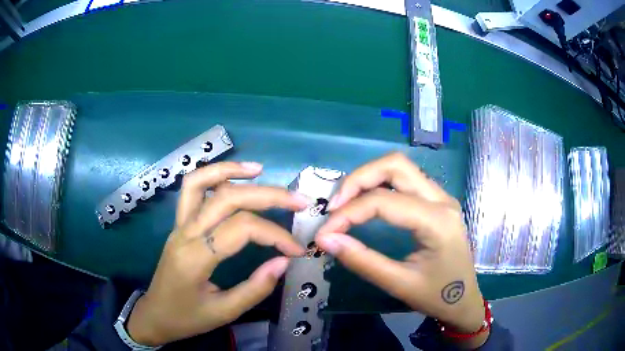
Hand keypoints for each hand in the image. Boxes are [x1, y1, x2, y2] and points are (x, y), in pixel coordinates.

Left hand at [127, 162, 307, 345]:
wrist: (155, 315)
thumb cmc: (186, 318)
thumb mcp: (224, 313)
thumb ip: (255, 289)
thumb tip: (284, 262)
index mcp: (196, 257)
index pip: (241, 229)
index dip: (275, 235)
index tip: (296, 250)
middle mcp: (186, 233)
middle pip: (227, 198)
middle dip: (268, 195)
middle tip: (299, 201)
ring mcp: (179, 224)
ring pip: (201, 181)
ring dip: (231, 170)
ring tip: (260, 170)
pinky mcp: (179, 224)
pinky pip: (192, 189)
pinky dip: (213, 176)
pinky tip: (233, 178)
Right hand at [315, 153, 487, 348]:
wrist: (464, 301)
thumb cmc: (437, 296)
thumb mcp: (398, 284)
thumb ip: (361, 260)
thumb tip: (325, 239)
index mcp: (437, 221)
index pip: (384, 201)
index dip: (348, 213)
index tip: (325, 232)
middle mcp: (442, 199)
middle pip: (395, 165)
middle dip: (359, 179)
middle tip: (335, 205)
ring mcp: (442, 197)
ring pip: (401, 167)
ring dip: (369, 178)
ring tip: (346, 203)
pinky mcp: (438, 202)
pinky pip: (406, 180)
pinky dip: (381, 184)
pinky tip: (368, 202)